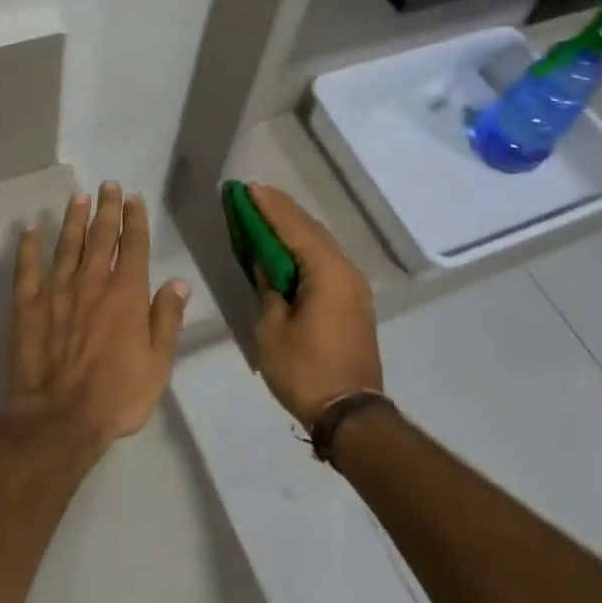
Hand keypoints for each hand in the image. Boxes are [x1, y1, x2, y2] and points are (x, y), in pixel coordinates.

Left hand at [6, 182, 190, 452]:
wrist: (59, 418)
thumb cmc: (117, 396)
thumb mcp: (158, 364)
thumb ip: (166, 319)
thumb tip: (177, 283)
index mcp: (126, 294)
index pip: (133, 246)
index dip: (135, 220)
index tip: (134, 198)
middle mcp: (91, 282)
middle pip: (100, 236)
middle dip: (106, 208)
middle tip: (108, 185)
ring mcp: (56, 290)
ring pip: (66, 244)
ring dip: (73, 219)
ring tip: (78, 197)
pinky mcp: (26, 305)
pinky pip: (27, 267)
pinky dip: (29, 246)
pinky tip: (31, 228)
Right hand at [248, 183, 382, 426]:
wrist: (350, 414)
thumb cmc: (305, 370)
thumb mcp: (272, 329)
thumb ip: (268, 288)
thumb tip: (266, 264)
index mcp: (327, 272)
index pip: (293, 228)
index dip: (268, 207)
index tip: (248, 188)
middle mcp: (345, 271)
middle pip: (310, 230)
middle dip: (282, 211)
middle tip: (254, 195)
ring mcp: (353, 287)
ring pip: (321, 245)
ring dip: (294, 228)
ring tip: (267, 214)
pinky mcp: (352, 302)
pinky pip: (326, 262)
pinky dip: (305, 249)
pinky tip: (288, 248)